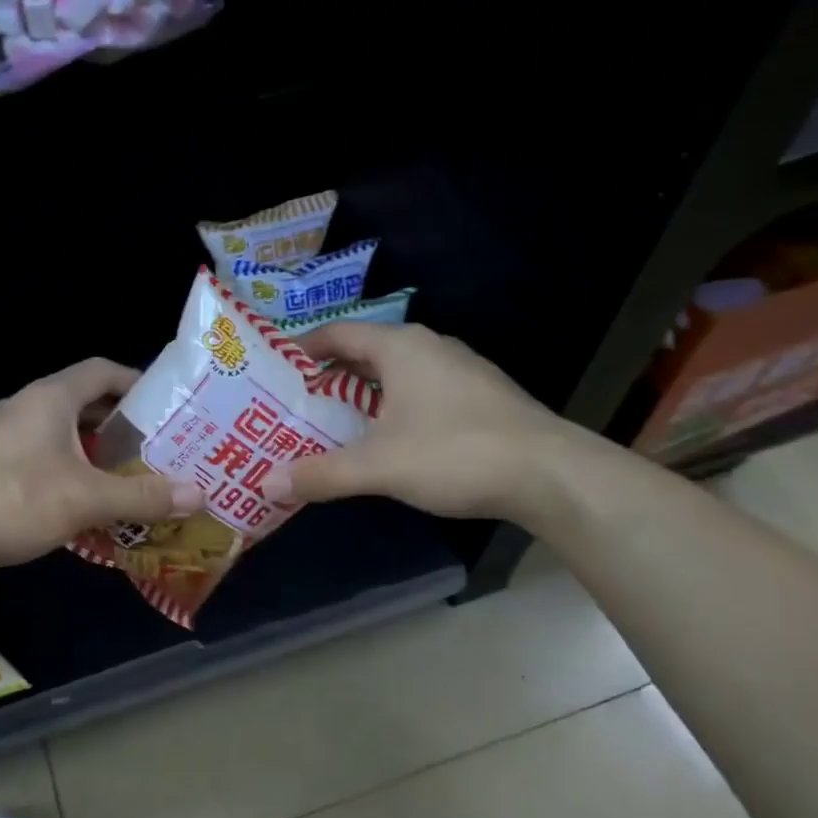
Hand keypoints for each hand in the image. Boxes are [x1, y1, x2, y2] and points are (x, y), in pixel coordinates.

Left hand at [0, 358, 204, 568]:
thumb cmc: (16, 499)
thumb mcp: (87, 499)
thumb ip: (142, 496)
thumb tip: (199, 494)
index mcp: (52, 397)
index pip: (103, 371)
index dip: (137, 382)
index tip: (166, 406)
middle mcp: (27, 405)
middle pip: (84, 402)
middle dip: (121, 423)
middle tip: (156, 446)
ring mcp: (4, 433)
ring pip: (62, 431)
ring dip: (94, 449)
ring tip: (127, 474)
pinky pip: (41, 453)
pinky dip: (68, 467)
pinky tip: (82, 499)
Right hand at [272, 323, 583, 519]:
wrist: (550, 474)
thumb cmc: (456, 453)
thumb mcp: (378, 466)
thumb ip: (321, 474)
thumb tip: (267, 484)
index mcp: (401, 347)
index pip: (338, 333)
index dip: (303, 349)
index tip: (274, 372)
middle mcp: (429, 348)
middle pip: (364, 354)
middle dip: (327, 378)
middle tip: (293, 405)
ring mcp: (459, 371)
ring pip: (394, 375)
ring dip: (361, 396)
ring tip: (329, 425)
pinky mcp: (478, 397)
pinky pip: (419, 392)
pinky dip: (391, 409)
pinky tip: (384, 440)